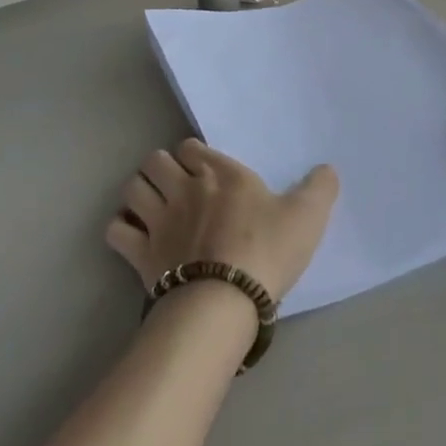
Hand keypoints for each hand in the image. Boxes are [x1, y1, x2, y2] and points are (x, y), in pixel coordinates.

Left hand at [106, 139, 338, 303]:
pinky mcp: (141, 252)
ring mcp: (159, 219)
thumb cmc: (267, 251)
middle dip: (161, 169)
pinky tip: (135, 238)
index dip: (195, 156)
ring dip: (140, 194)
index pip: (191, 146)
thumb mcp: (307, 216)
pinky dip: (122, 230)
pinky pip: (117, 230)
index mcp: (221, 173)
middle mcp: (184, 187)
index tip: (205, 172)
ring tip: (153, 208)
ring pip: (132, 188)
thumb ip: (319, 188)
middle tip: (176, 188)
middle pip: (154, 160)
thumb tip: (328, 168)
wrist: (227, 299)